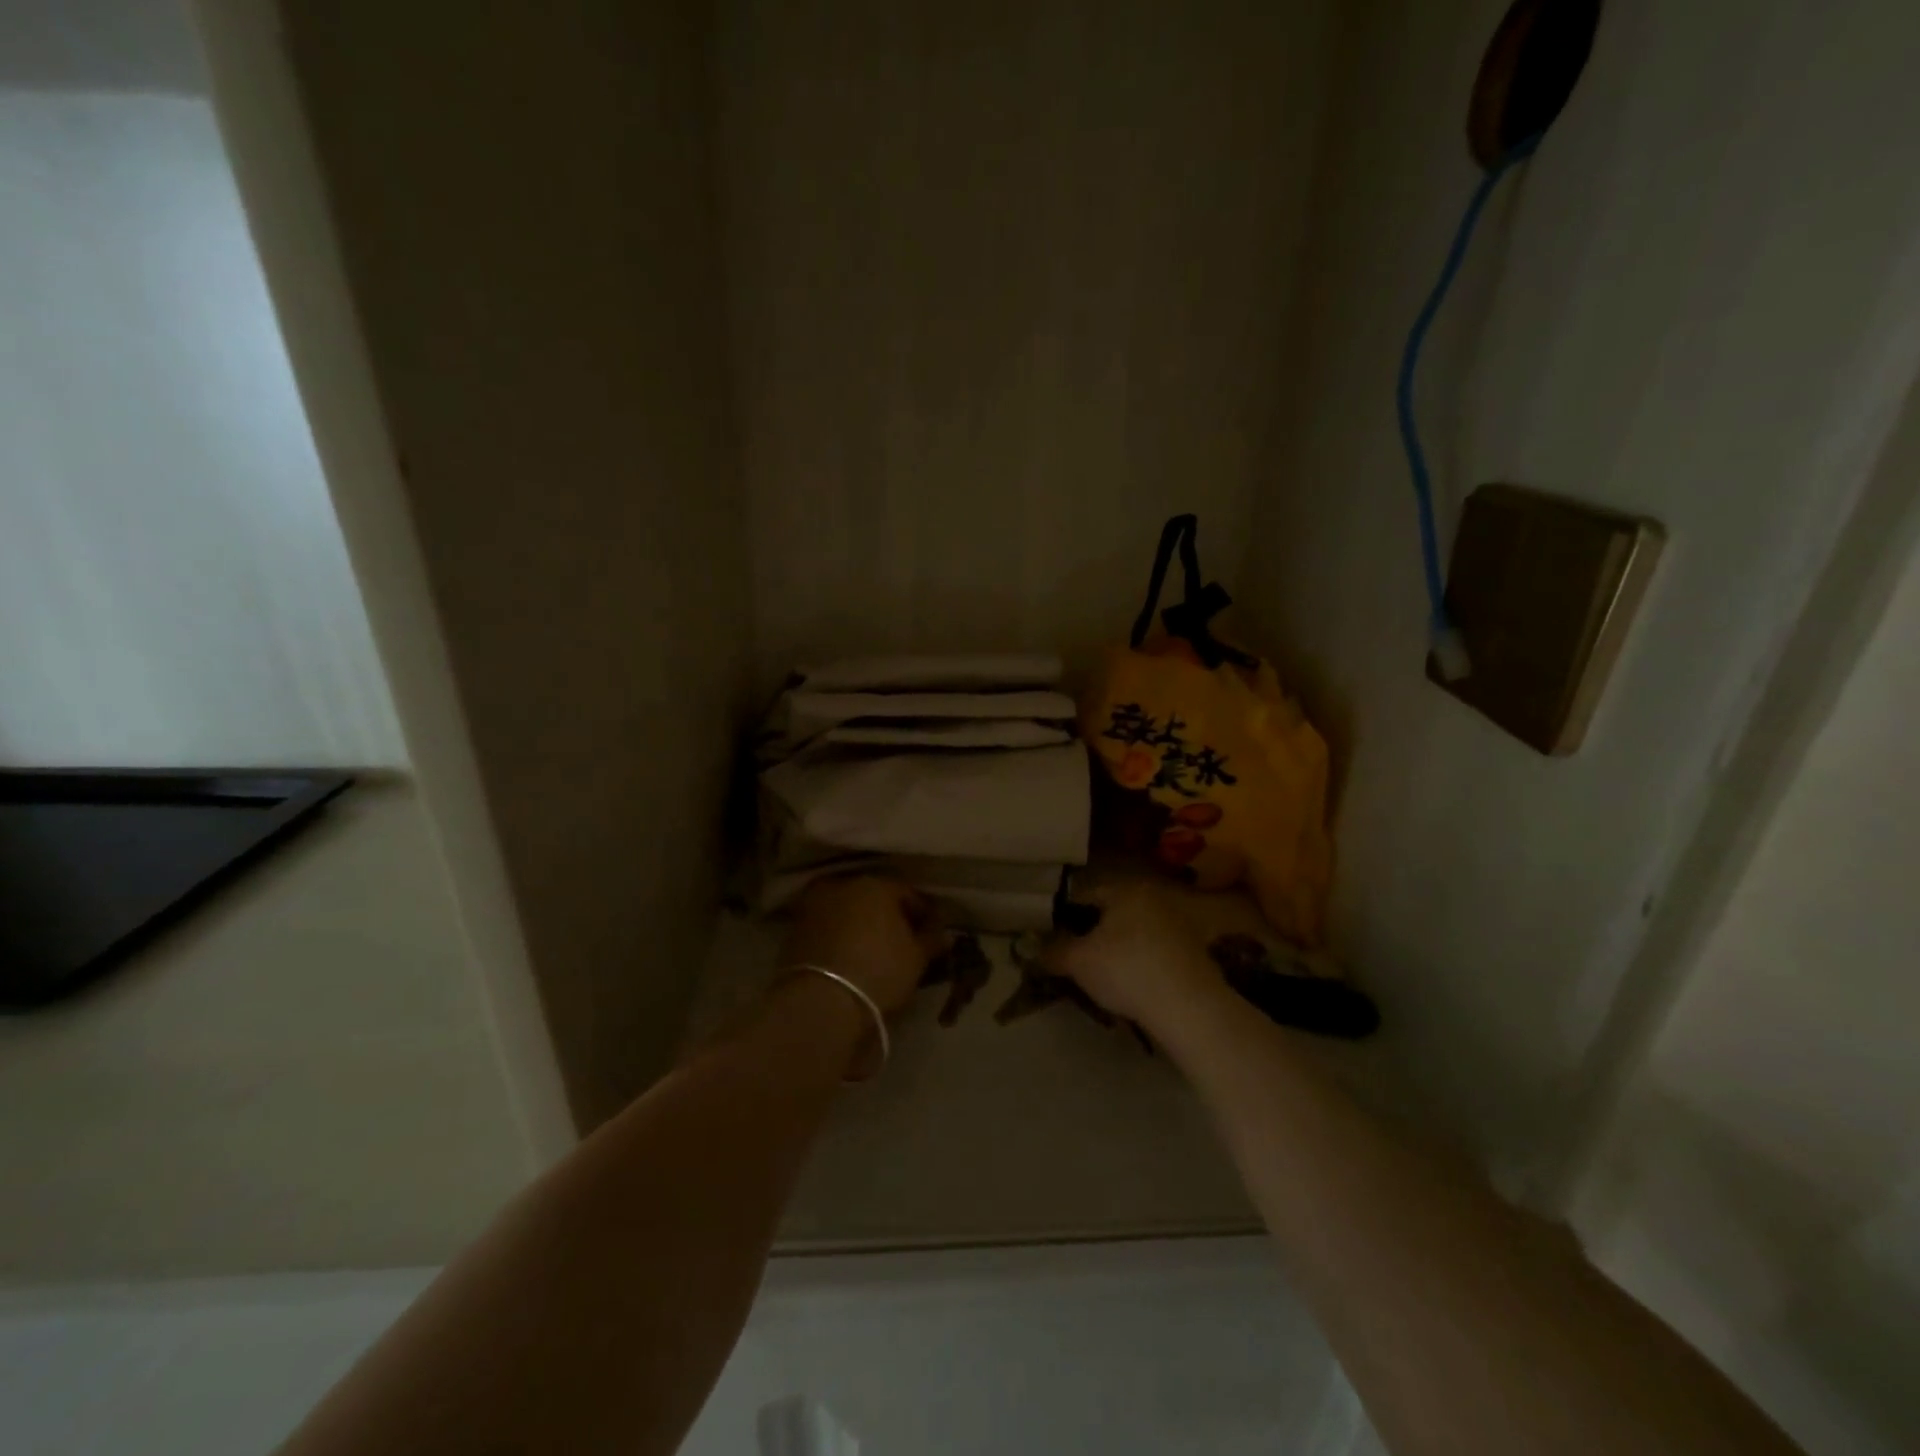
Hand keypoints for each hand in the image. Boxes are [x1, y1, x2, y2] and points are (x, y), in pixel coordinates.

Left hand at [780, 876, 940, 1016]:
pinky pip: (828, 927)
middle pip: (874, 897)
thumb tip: (942, 933)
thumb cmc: (879, 972)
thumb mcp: (916, 958)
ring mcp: (815, 905)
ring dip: (861, 924)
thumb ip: (931, 939)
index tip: (931, 933)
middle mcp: (843, 885)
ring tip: (874, 949)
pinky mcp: (795, 929)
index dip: (923, 913)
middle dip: (889, 915)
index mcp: (876, 885)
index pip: (908, 893)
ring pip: (848, 910)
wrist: (821, 1002)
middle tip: (902, 940)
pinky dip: (840, 936)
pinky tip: (849, 956)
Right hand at [1044, 879, 1222, 1027]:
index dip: (1063, 918)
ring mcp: (1178, 924)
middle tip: (1075, 961)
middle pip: (1111, 914)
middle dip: (1092, 935)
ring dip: (1117, 950)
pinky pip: (1155, 952)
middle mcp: (1153, 898)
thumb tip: (1032, 948)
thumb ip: (1052, 951)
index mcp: (1125, 890)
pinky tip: (1133, 987)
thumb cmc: (1127, 971)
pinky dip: (1140, 964)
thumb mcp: (1078, 962)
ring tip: (1102, 978)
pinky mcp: (1194, 952)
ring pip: (1134, 933)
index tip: (1052, 941)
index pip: (1084, 895)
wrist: (1191, 1008)